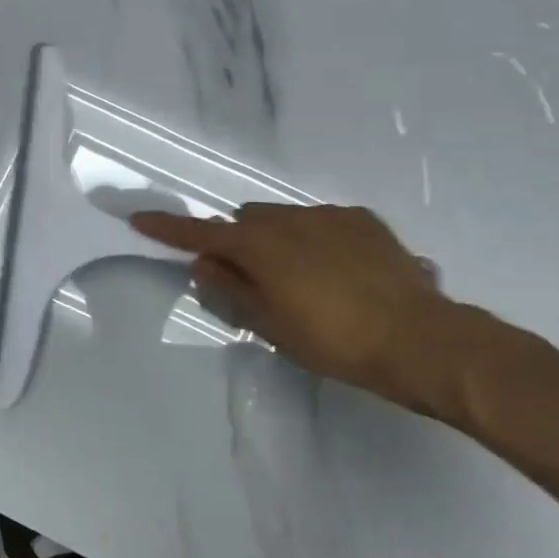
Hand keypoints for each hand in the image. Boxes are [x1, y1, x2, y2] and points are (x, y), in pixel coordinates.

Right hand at [130, 203, 472, 418]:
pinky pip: (322, 222)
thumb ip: (232, 289)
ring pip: (285, 219)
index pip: (202, 234)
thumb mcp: (272, 325)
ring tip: (301, 280)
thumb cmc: (334, 342)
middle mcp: (292, 219)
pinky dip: (314, 240)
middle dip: (238, 242)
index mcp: (261, 247)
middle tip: (249, 280)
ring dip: (277, 241)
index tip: (140, 220)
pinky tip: (337, 272)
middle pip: (246, 221)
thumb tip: (204, 263)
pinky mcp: (364, 221)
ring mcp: (332, 216)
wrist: (419, 339)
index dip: (169, 229)